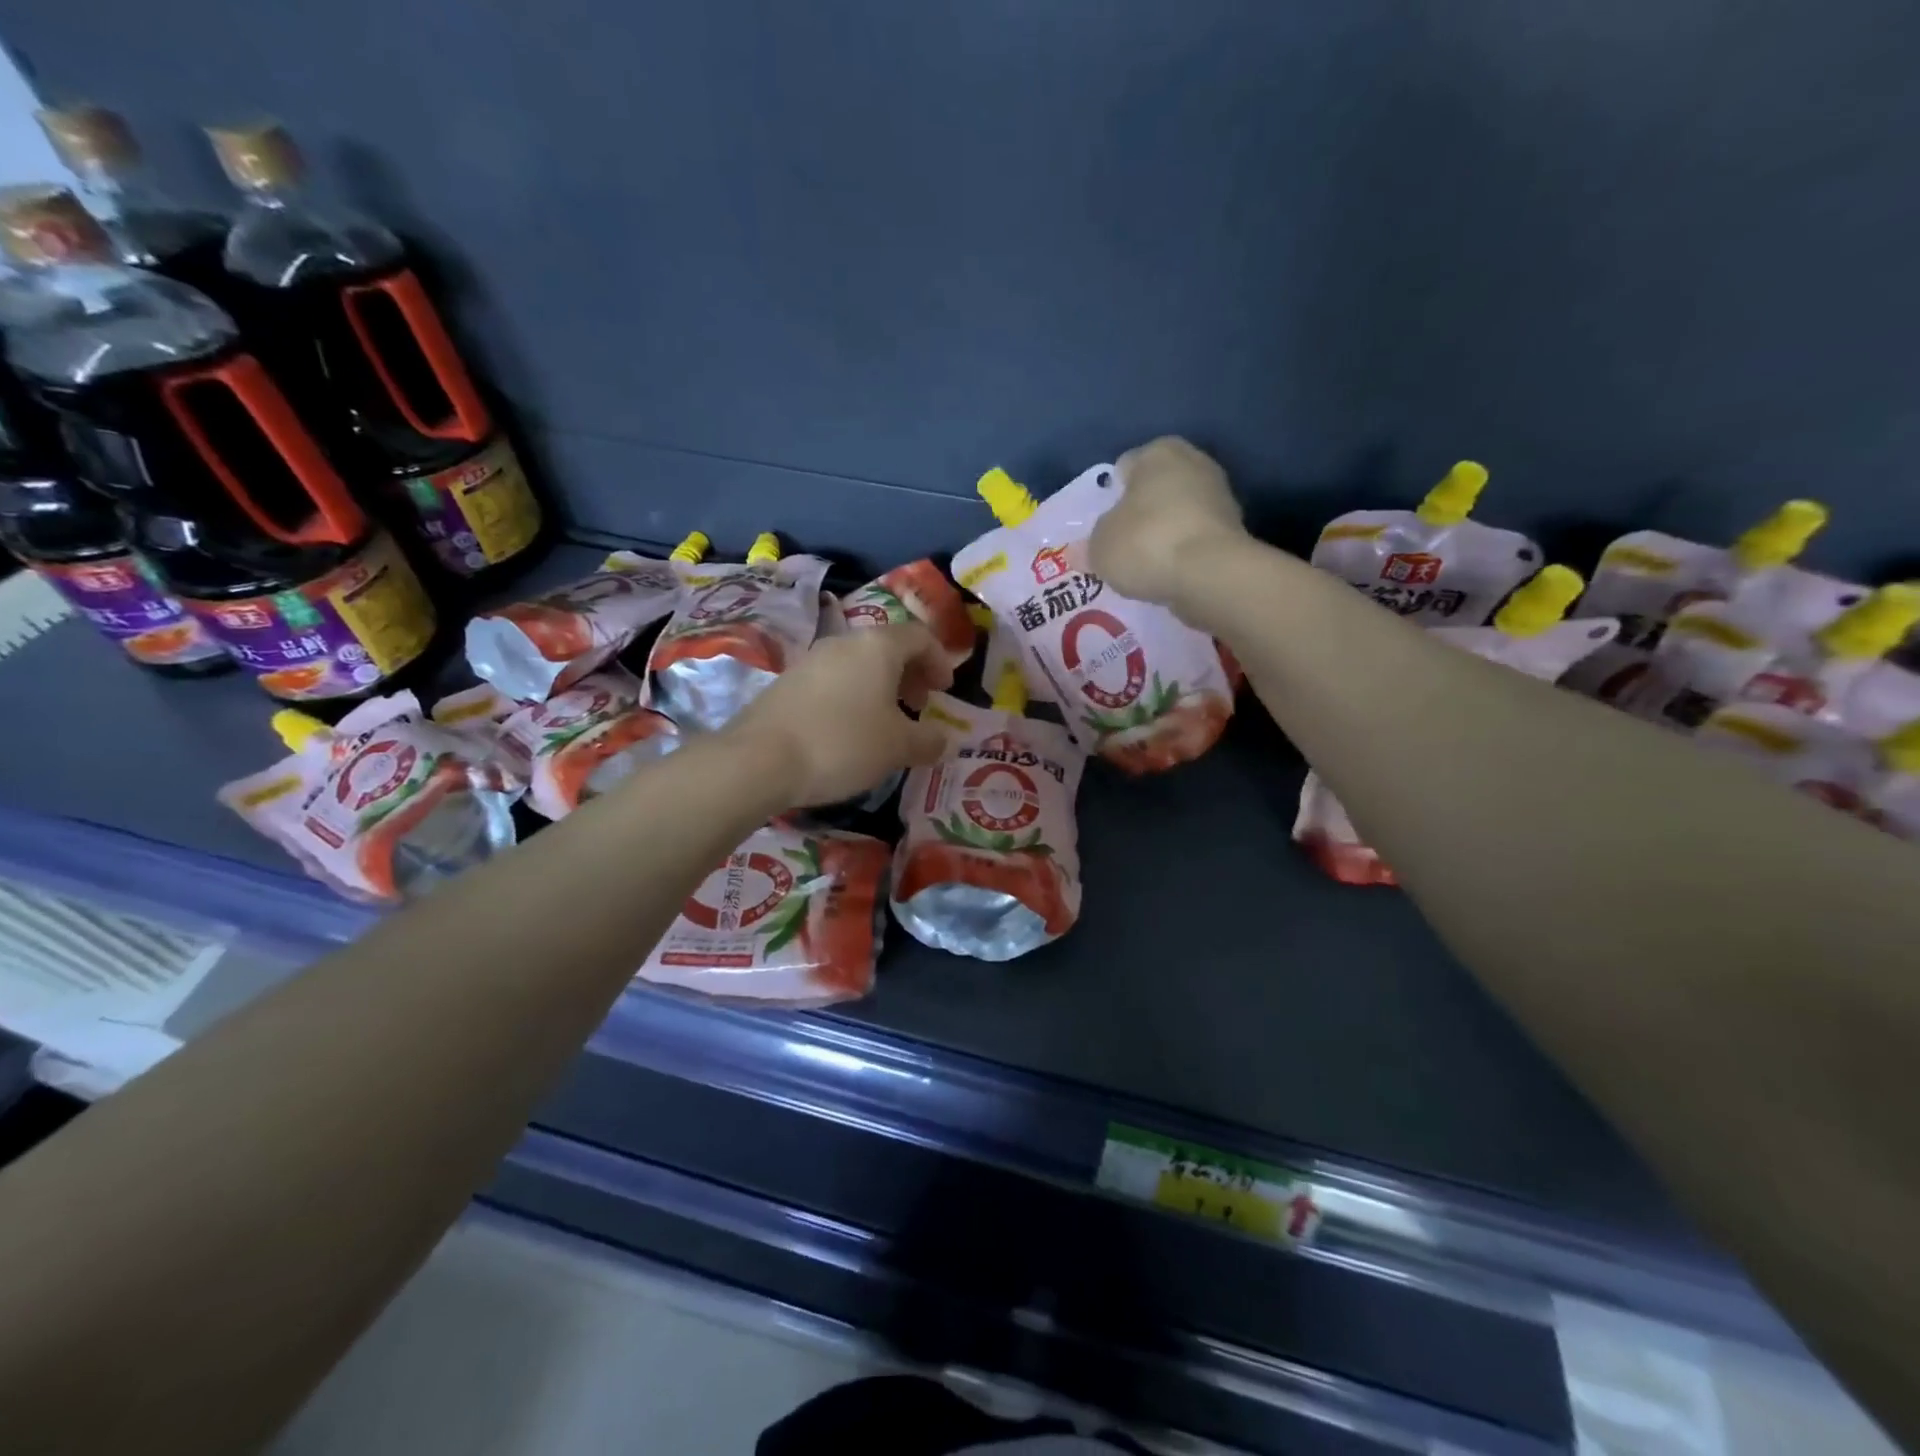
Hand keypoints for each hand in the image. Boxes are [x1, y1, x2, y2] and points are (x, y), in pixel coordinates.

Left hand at [726, 622, 955, 806]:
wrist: (760, 759)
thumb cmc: (843, 743)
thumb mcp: (897, 747)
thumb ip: (928, 740)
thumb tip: (945, 740)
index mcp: (878, 645)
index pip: (920, 636)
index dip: (940, 661)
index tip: (945, 691)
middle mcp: (844, 642)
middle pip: (888, 647)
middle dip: (910, 673)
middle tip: (919, 705)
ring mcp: (811, 659)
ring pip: (858, 664)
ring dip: (880, 686)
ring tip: (885, 722)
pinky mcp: (787, 682)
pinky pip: (833, 680)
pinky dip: (852, 696)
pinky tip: (848, 730)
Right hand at [1090, 437, 1246, 606]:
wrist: (1210, 574)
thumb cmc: (1146, 543)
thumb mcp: (1100, 547)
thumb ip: (1089, 546)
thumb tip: (1078, 552)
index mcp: (1158, 452)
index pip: (1125, 467)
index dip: (1110, 496)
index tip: (1102, 525)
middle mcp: (1193, 463)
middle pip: (1155, 489)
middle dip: (1140, 513)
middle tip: (1120, 545)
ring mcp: (1220, 496)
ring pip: (1178, 514)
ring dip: (1164, 534)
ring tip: (1144, 565)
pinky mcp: (1235, 530)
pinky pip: (1196, 539)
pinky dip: (1183, 553)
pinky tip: (1168, 574)